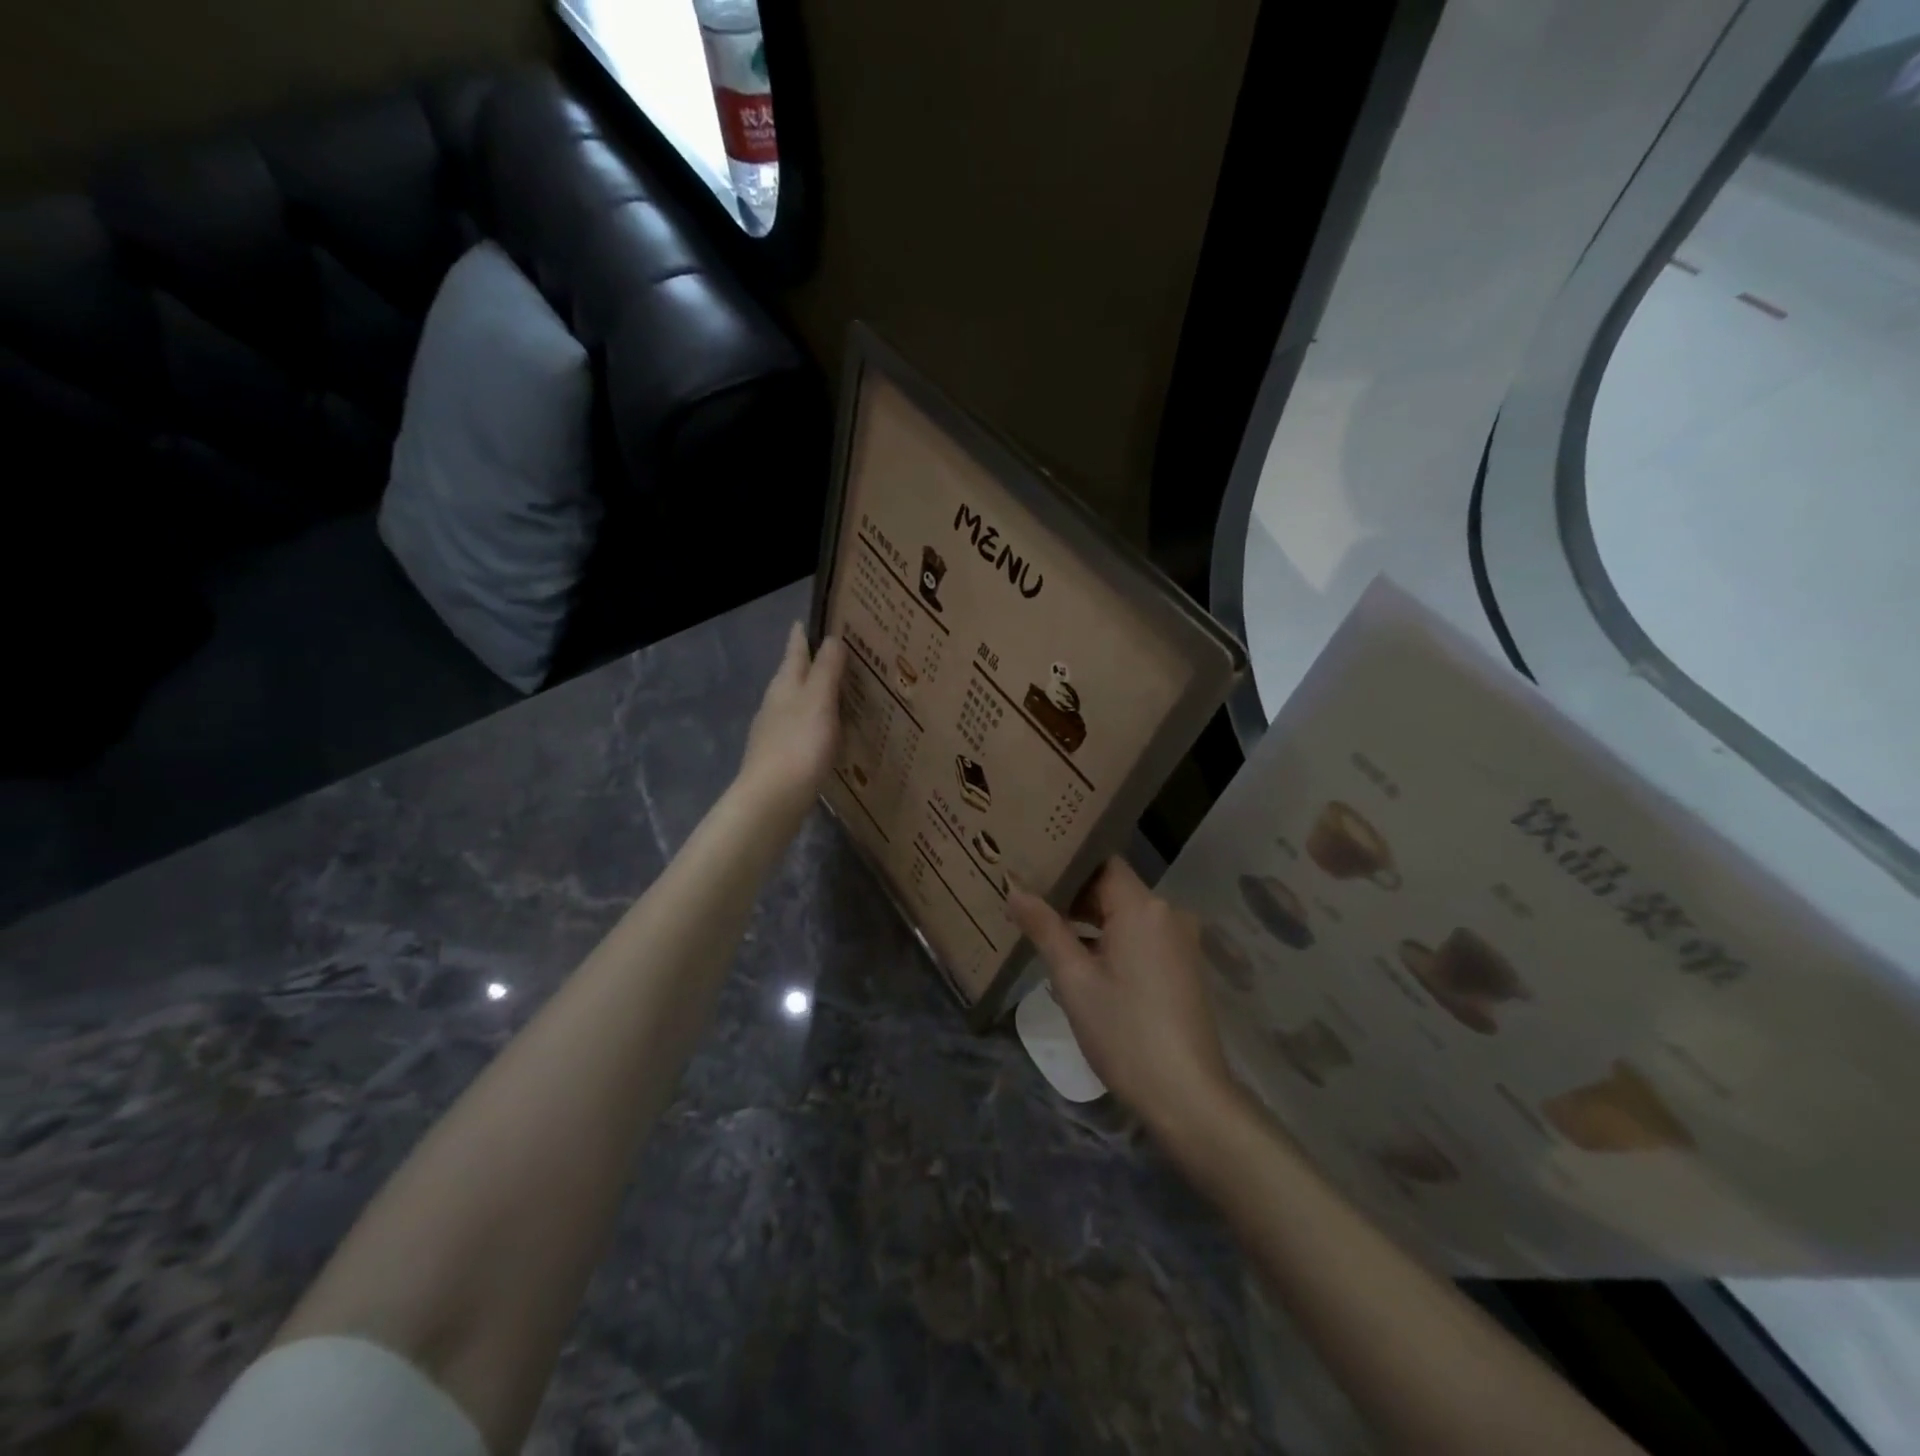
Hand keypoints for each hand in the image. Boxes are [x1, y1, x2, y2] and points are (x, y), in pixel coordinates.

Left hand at [736, 624, 846, 822]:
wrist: (772, 799)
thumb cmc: (799, 745)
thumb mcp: (819, 701)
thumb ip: (826, 670)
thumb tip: (831, 638)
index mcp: (784, 686)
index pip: (794, 652)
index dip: (801, 636)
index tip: (806, 620)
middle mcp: (775, 704)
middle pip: (792, 676)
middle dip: (809, 664)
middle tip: (833, 654)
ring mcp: (774, 732)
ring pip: (795, 704)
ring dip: (812, 695)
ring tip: (834, 691)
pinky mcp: (780, 757)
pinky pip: (799, 729)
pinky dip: (813, 722)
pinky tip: (825, 732)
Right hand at [1008, 858, 1236, 1143]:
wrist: (1187, 1097)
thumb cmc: (1124, 1033)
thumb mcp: (1074, 980)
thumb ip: (1045, 929)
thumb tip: (1015, 891)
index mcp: (1143, 907)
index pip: (1101, 863)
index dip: (1066, 862)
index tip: (1030, 865)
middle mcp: (1167, 914)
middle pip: (1113, 888)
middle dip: (1072, 894)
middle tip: (1027, 896)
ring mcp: (1179, 942)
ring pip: (1126, 915)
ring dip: (1089, 920)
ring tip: (1044, 925)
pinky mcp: (1182, 967)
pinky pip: (1140, 937)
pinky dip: (1111, 940)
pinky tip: (1079, 959)